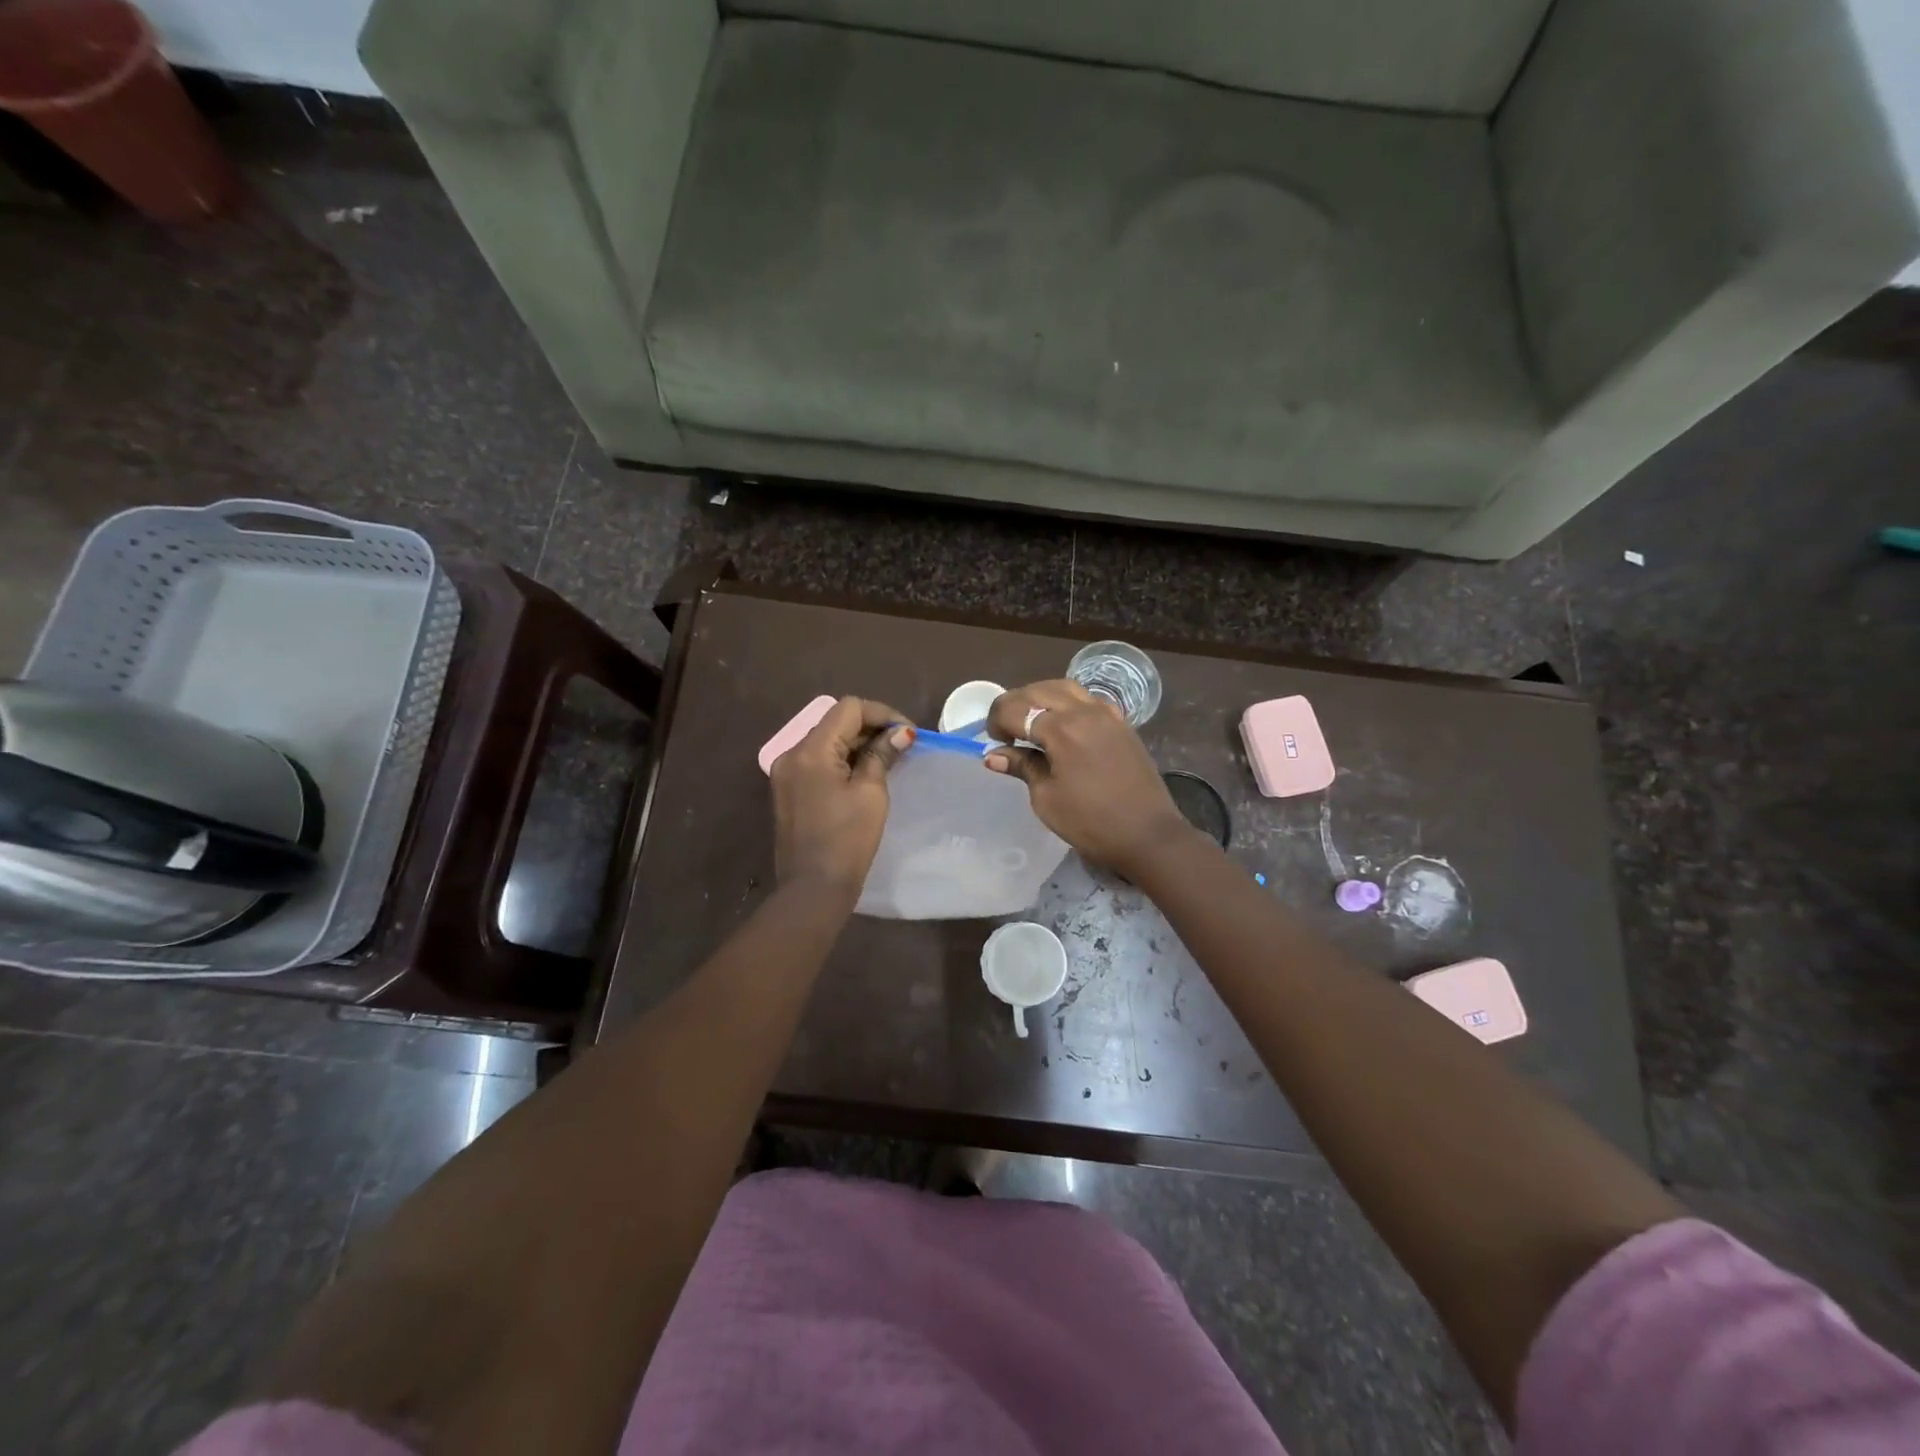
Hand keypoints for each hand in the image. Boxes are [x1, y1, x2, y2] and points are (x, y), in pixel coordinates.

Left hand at [770, 696, 913, 896]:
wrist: (813, 889)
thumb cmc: (847, 840)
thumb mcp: (871, 793)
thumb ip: (882, 755)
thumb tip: (901, 733)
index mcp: (811, 750)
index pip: (849, 709)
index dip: (883, 714)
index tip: (908, 734)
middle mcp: (792, 754)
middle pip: (835, 722)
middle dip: (871, 728)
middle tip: (903, 746)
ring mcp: (786, 773)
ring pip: (827, 741)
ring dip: (858, 744)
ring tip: (889, 759)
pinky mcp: (788, 790)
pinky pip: (818, 761)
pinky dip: (843, 760)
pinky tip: (865, 774)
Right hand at [984, 680, 1190, 875]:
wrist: (1148, 834)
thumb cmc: (1091, 822)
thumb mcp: (1046, 798)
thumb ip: (1022, 767)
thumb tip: (994, 756)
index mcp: (1061, 729)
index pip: (1015, 709)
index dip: (997, 722)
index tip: (994, 743)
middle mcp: (1083, 711)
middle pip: (1038, 690)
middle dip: (1015, 705)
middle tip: (1005, 731)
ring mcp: (1106, 713)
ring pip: (1064, 688)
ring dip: (1040, 697)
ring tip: (1030, 721)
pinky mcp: (1121, 722)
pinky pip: (1087, 699)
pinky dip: (1067, 702)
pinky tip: (1062, 723)